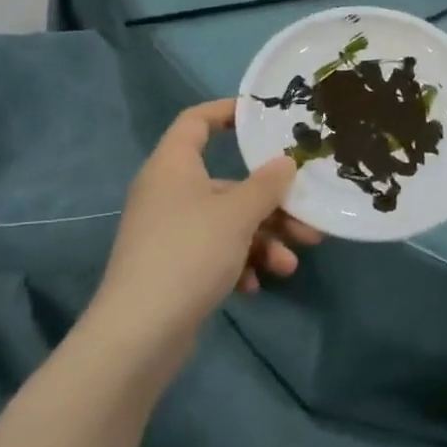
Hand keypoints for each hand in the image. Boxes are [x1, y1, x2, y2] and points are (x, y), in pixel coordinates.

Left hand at [92, 101, 321, 356]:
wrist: (139, 334)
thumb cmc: (189, 254)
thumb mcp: (237, 215)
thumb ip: (267, 185)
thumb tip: (286, 162)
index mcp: (173, 167)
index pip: (196, 121)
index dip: (228, 112)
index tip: (265, 118)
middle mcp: (168, 193)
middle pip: (227, 183)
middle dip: (271, 203)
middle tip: (307, 219)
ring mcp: (169, 232)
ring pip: (227, 222)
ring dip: (263, 239)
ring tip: (289, 265)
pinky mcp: (173, 267)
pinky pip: (215, 252)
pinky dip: (239, 263)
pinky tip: (254, 286)